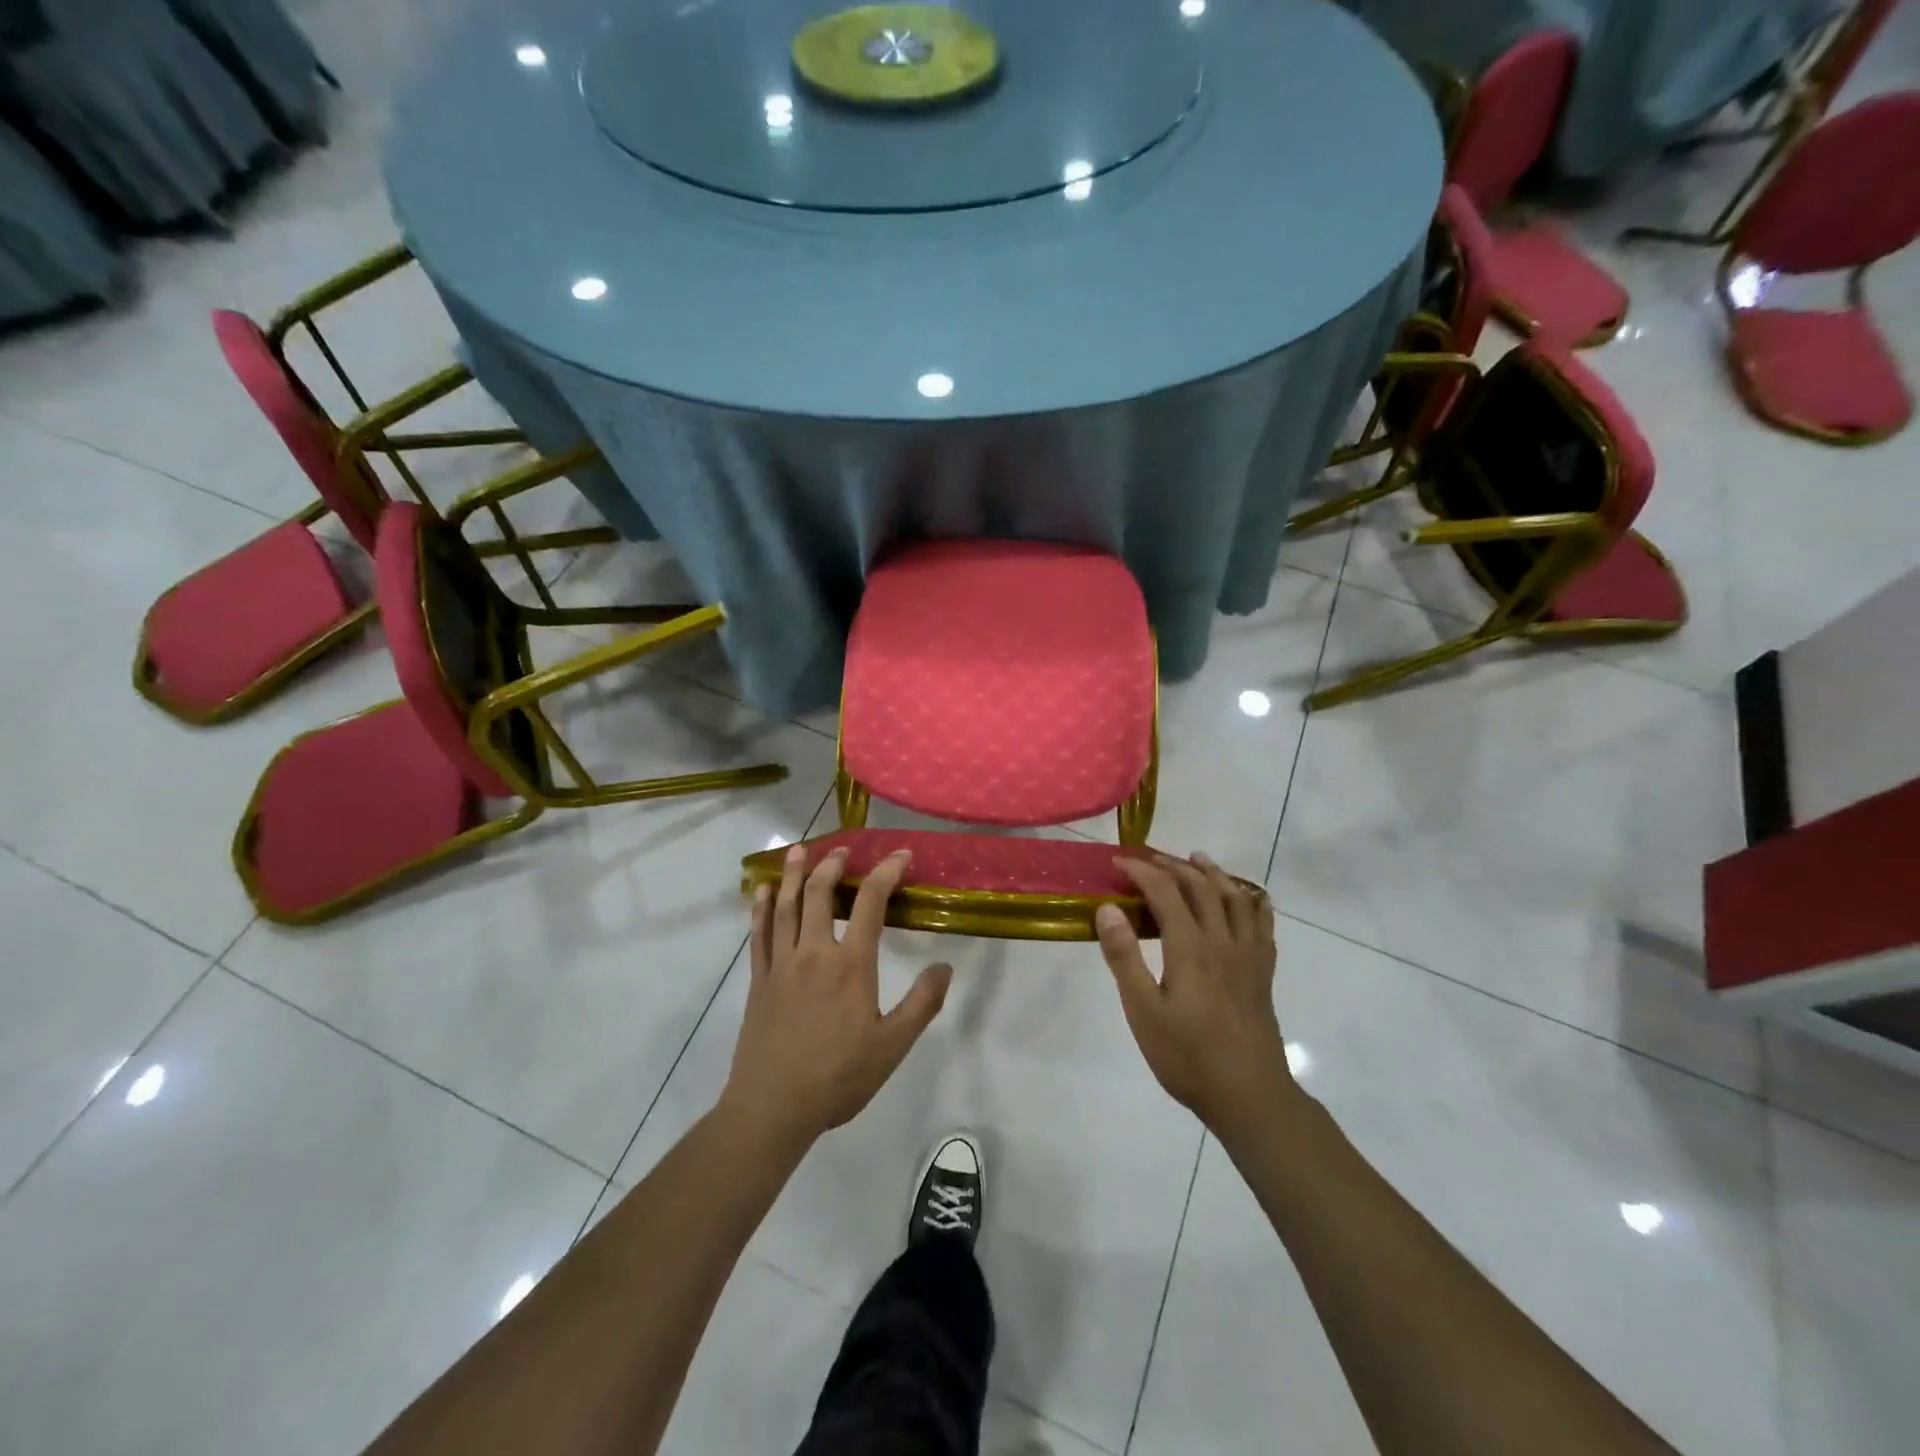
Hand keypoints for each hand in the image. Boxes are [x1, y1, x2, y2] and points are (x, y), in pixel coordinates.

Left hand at [720, 846, 952, 1151]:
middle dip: (833, 865)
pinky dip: (762, 908)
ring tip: (799, 850)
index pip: (870, 903)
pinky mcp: (759, 981)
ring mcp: (781, 965)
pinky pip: (759, 934)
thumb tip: (944, 966)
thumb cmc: (838, 1077)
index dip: (886, 872)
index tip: (900, 855)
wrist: (772, 1108)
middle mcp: (814, 954)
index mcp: (851, 965)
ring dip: (794, 874)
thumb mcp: (892, 1046)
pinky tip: (764, 892)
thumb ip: (921, 1004)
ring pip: (787, 907)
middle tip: (843, 849)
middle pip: (820, 894)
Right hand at [1095, 853, 1294, 1133]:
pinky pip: (1262, 924)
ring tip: (1197, 859)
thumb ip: (1124, 958)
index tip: (1118, 863)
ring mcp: (1248, 956)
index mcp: (1190, 948)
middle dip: (1173, 866)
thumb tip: (1108, 909)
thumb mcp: (1143, 1011)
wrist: (1250, 1096)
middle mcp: (1222, 941)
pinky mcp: (1263, 973)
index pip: (1165, 892)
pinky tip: (1250, 897)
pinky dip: (1254, 902)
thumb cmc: (1188, 1057)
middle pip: (1201, 887)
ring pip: (1235, 898)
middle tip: (1149, 859)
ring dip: (1213, 873)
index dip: (1141, 871)